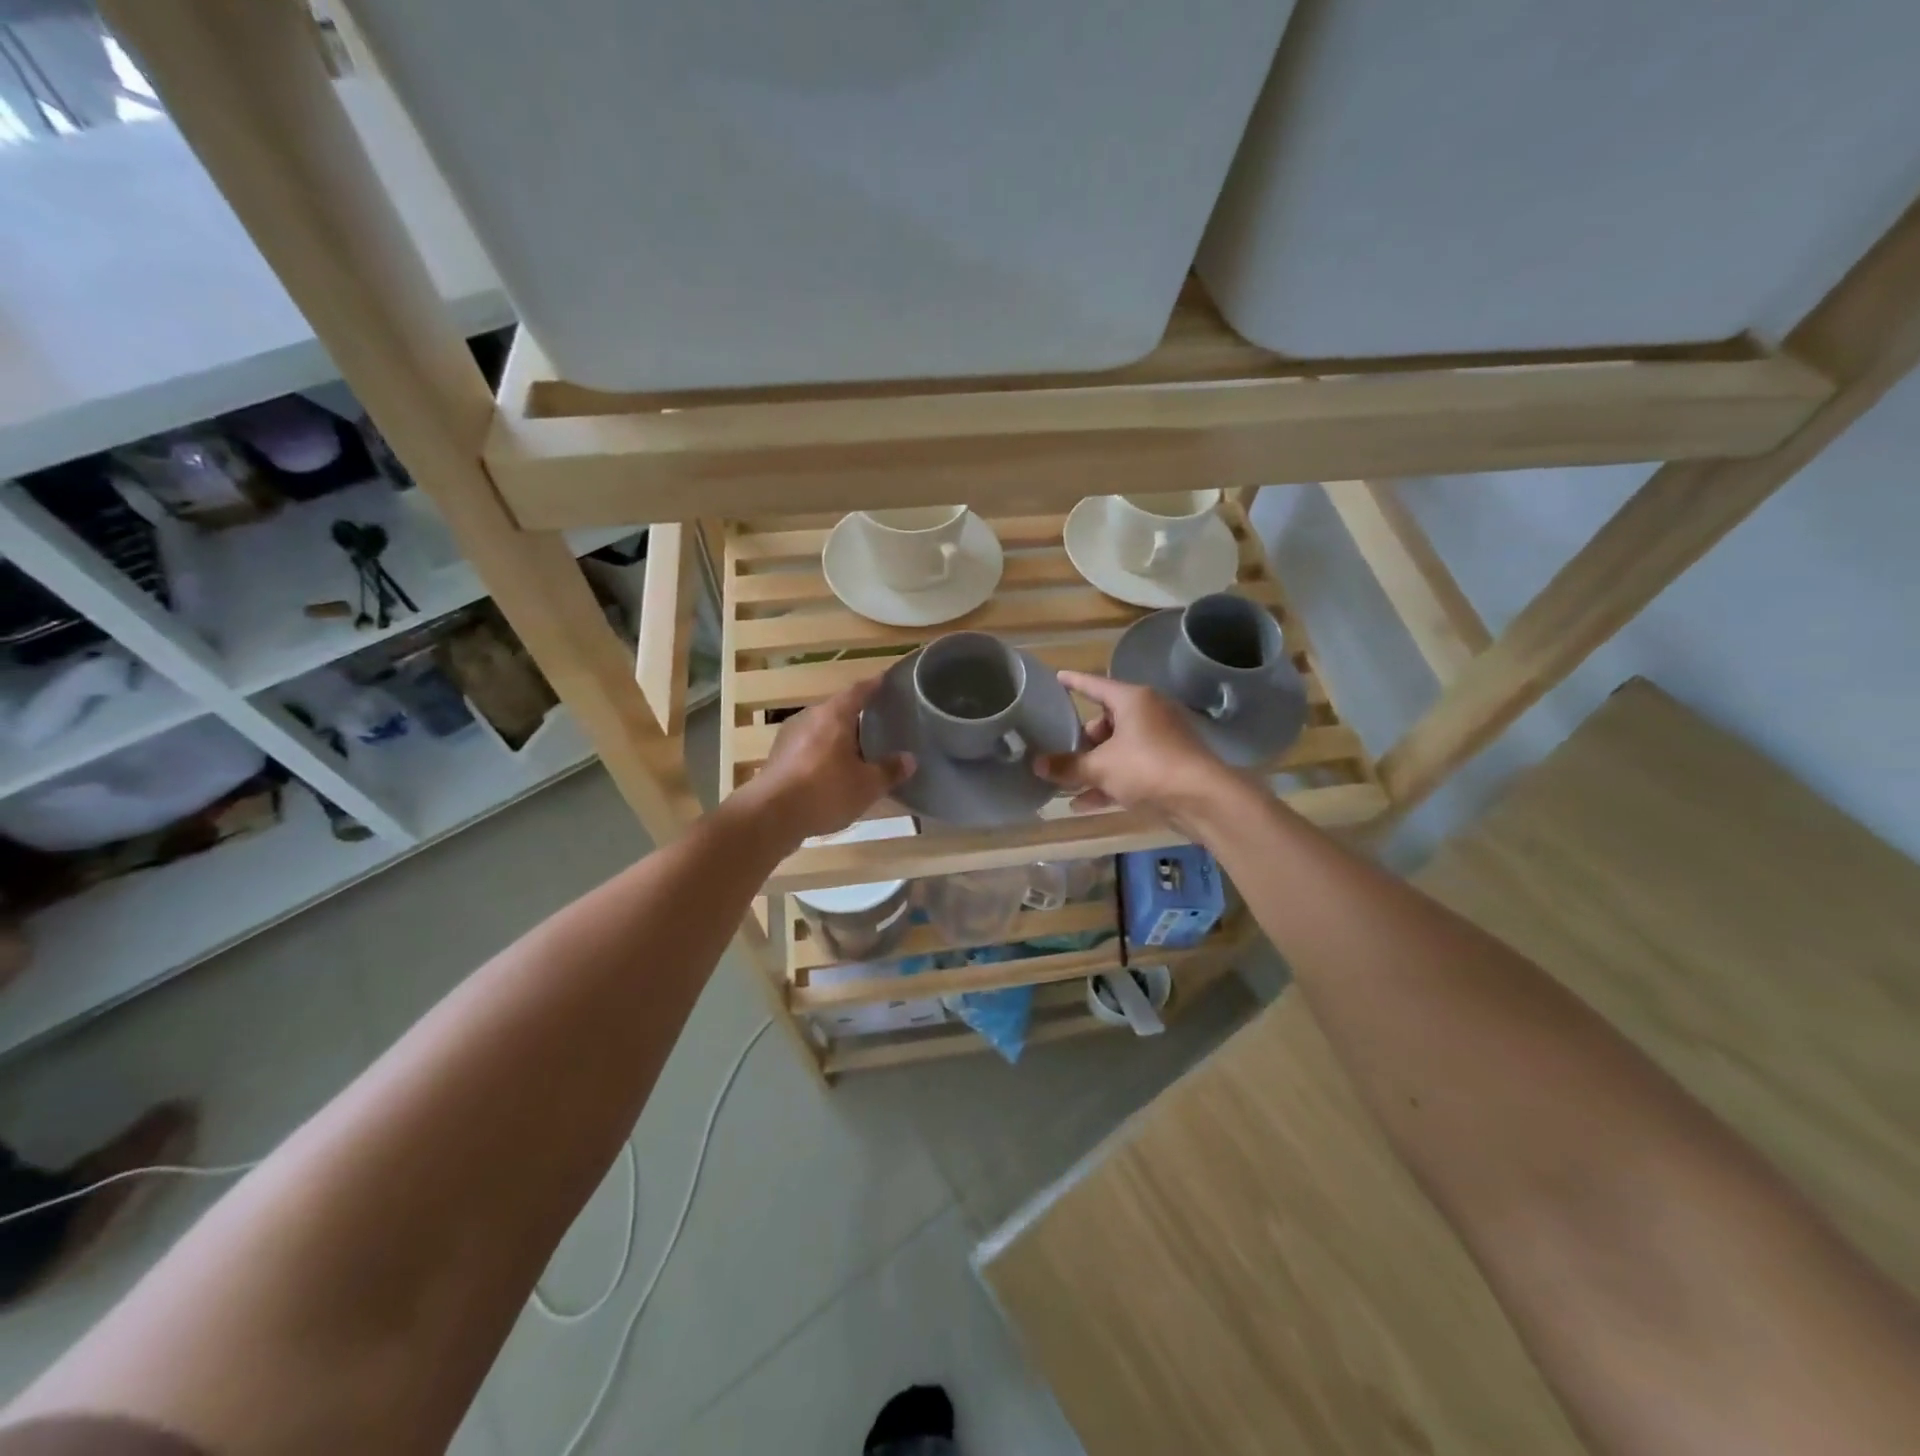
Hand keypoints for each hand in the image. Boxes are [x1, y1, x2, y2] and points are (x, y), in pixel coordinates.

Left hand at [737, 678, 912, 843]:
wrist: (770, 816)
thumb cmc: (825, 791)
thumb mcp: (867, 785)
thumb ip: (889, 770)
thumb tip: (910, 759)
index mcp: (834, 715)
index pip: (859, 691)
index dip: (874, 685)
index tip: (886, 680)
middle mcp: (810, 717)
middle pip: (838, 709)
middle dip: (857, 716)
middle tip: (879, 723)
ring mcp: (789, 737)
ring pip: (822, 730)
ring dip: (839, 737)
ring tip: (859, 749)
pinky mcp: (778, 758)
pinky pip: (809, 748)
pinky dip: (824, 754)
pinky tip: (834, 771)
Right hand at [1035, 672, 1242, 826]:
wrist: (1203, 799)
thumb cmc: (1148, 767)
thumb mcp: (1100, 767)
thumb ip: (1067, 766)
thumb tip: (1037, 764)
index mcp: (1133, 701)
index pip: (1095, 684)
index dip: (1074, 682)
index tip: (1057, 678)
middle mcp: (1148, 714)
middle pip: (1106, 721)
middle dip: (1083, 741)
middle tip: (1061, 755)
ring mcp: (1161, 741)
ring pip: (1118, 749)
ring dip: (1093, 766)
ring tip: (1065, 782)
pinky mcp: (1168, 767)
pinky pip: (1130, 769)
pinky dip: (1109, 782)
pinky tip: (1084, 804)